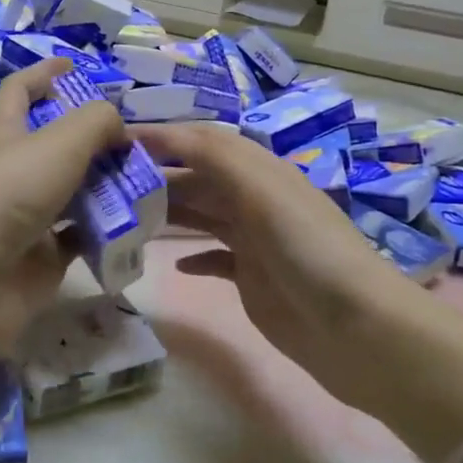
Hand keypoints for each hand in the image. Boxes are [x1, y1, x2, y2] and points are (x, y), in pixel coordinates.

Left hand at [0, 60, 125, 365]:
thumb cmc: (8, 194)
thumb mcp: (58, 142)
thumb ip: (96, 122)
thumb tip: (118, 126)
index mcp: (3, 135)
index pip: (18, 92)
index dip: (42, 73)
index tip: (73, 63)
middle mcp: (11, 173)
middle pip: (53, 145)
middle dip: (90, 138)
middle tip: (132, 139)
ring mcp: (25, 218)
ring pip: (71, 192)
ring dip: (104, 185)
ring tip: (146, 179)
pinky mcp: (40, 258)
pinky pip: (80, 237)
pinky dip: (105, 230)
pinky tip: (135, 223)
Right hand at [133, 122, 426, 405]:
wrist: (356, 329)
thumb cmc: (308, 251)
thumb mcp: (263, 191)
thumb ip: (216, 157)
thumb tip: (164, 133)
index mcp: (261, 172)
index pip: (203, 142)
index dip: (162, 137)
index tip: (113, 140)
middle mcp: (256, 200)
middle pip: (198, 179)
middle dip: (157, 177)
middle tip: (106, 186)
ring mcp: (254, 242)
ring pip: (202, 216)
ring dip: (168, 213)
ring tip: (124, 219)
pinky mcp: (252, 279)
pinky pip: (214, 258)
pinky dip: (191, 256)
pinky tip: (169, 263)